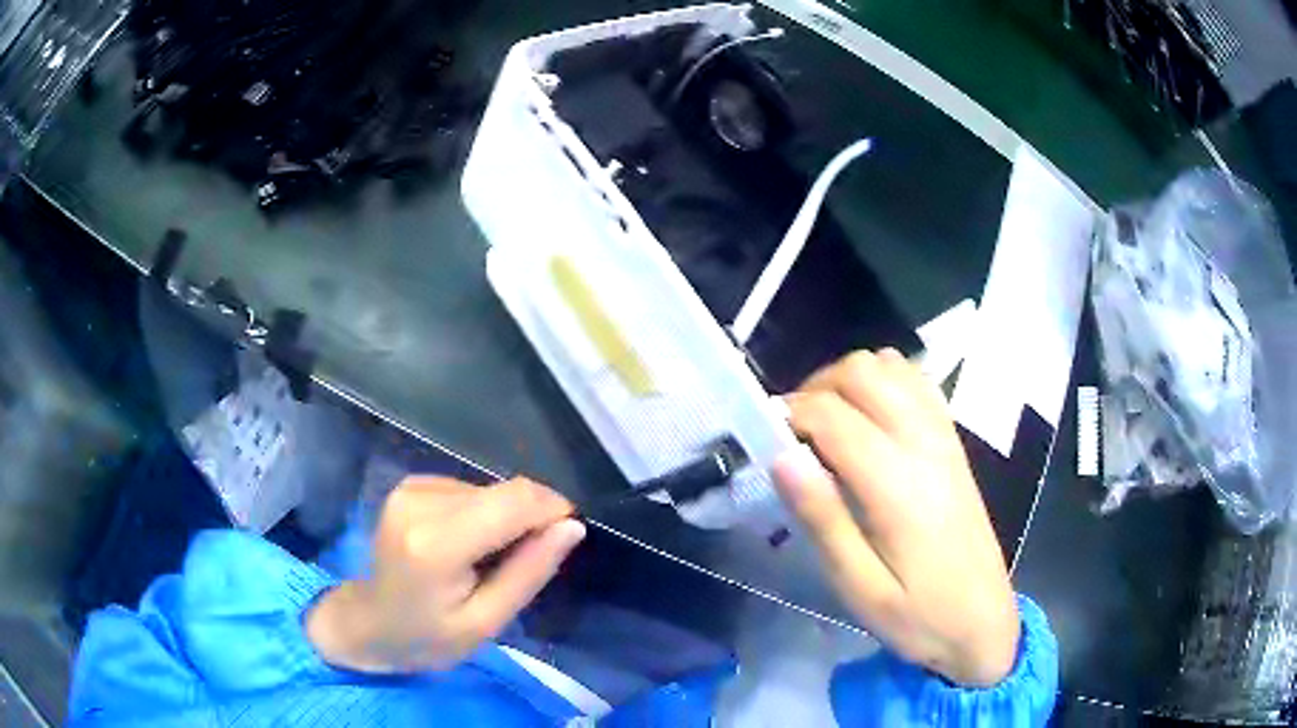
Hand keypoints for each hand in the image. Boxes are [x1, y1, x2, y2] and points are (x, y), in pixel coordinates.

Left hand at [306, 476, 584, 672]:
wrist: (372, 623)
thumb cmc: (430, 637)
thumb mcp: (487, 622)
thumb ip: (529, 572)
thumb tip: (571, 527)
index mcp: (436, 544)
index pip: (512, 503)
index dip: (553, 510)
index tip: (567, 536)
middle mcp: (420, 503)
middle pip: (504, 492)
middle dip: (530, 519)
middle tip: (525, 562)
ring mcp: (410, 489)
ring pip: (490, 490)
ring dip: (504, 519)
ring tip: (487, 560)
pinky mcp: (410, 484)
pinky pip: (469, 490)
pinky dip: (482, 514)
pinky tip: (466, 545)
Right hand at [773, 349, 1018, 686]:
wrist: (982, 621)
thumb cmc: (917, 615)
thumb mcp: (859, 588)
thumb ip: (823, 519)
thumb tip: (781, 456)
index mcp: (897, 483)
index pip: (831, 413)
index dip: (788, 413)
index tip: (765, 439)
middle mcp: (923, 443)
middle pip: (861, 371)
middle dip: (815, 388)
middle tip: (792, 433)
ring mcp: (943, 436)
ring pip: (890, 365)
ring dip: (848, 380)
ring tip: (828, 424)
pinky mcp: (953, 441)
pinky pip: (917, 382)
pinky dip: (884, 381)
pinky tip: (869, 419)